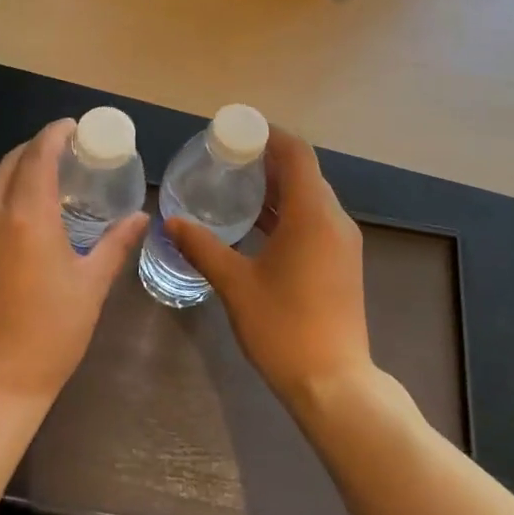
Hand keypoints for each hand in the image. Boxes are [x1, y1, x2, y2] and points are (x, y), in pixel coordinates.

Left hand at [0, 119, 147, 408]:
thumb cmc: (50, 334)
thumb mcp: (91, 286)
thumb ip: (115, 244)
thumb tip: (141, 217)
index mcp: (26, 216)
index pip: (38, 156)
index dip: (55, 134)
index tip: (75, 126)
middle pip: (10, 162)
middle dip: (37, 147)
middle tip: (68, 149)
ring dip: (19, 169)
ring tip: (51, 175)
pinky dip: (6, 192)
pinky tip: (29, 209)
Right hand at [166, 127, 373, 410]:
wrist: (334, 383)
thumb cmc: (283, 327)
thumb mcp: (236, 284)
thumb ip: (203, 248)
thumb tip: (172, 222)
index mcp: (312, 215)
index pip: (296, 154)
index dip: (269, 135)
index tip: (236, 131)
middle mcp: (334, 220)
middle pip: (304, 173)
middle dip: (267, 160)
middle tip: (226, 158)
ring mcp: (342, 243)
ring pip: (310, 198)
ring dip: (277, 187)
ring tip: (235, 185)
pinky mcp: (341, 262)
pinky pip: (314, 220)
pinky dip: (287, 212)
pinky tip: (256, 224)